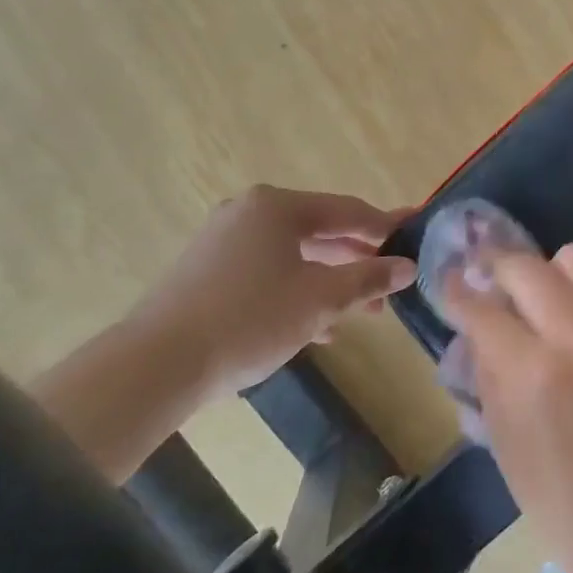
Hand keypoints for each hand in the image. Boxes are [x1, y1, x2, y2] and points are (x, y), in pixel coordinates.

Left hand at [134, 186, 416, 393]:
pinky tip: (318, 328)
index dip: (385, 226)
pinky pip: (268, 273)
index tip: (415, 232)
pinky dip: (297, 292)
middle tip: (391, 281)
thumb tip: (407, 267)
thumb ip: (367, 279)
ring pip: (294, 256)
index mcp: (277, 207)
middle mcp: (249, 214)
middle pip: (320, 232)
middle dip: (358, 260)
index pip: (347, 210)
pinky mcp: (207, 273)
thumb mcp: (320, 299)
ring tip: (362, 312)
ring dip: (331, 281)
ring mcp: (224, 242)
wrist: (156, 365)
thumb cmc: (250, 319)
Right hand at [444, 244, 572, 572]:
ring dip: (543, 268)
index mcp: (529, 372)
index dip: (457, 290)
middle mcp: (571, 337)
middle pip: (525, 266)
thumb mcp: (501, 438)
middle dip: (495, 264)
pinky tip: (562, 311)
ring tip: (530, 292)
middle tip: (482, 276)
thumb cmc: (553, 498)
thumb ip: (486, 373)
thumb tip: (473, 329)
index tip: (447, 281)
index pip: (481, 308)